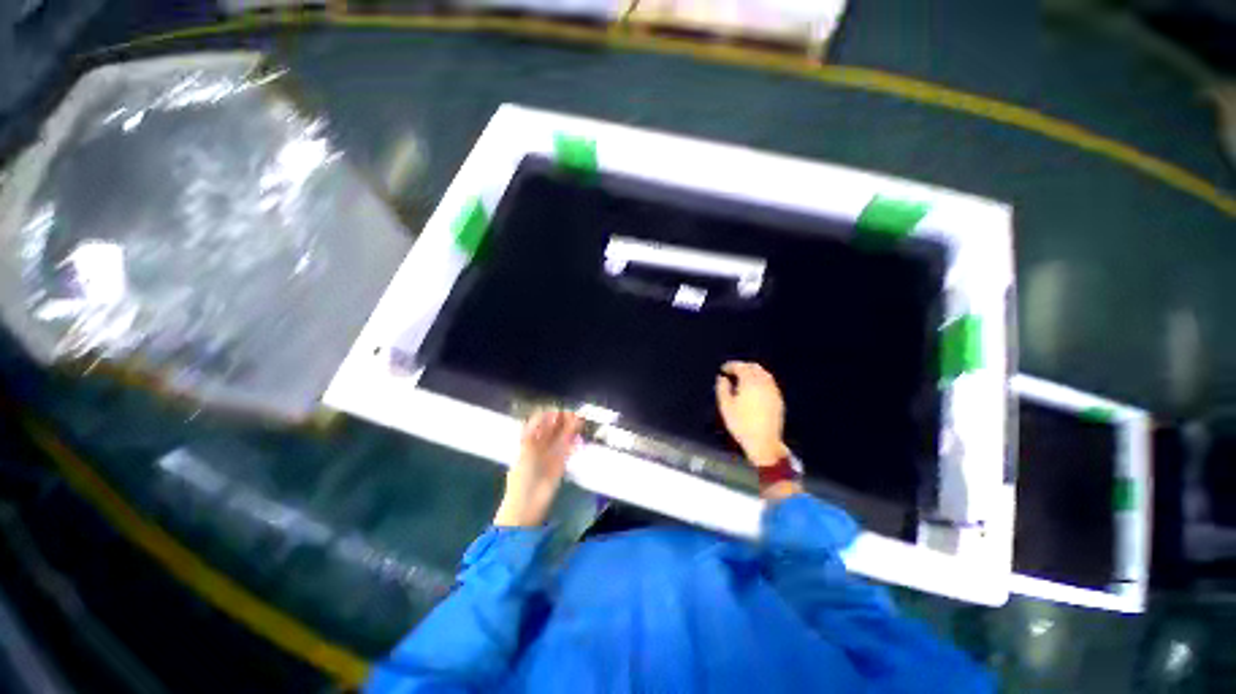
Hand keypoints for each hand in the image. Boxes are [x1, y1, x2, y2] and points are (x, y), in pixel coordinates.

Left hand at [494, 410, 582, 526]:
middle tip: (573, 413)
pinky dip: (574, 440)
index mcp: (528, 440)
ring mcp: (551, 453)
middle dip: (562, 420)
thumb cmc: (522, 476)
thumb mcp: (525, 450)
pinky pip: (568, 448)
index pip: (539, 422)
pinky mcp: (560, 463)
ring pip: (562, 436)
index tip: (558, 410)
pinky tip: (579, 435)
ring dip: (570, 428)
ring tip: (579, 420)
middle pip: (553, 428)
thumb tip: (545, 414)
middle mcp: (540, 445)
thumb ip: (535, 432)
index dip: (549, 415)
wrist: (527, 504)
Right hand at [715, 361, 788, 467]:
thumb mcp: (725, 406)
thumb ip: (722, 388)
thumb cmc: (741, 424)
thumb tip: (722, 378)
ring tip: (742, 379)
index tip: (723, 369)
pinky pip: (769, 382)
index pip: (741, 367)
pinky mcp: (778, 399)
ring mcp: (773, 391)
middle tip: (732, 371)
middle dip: (743, 366)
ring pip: (764, 374)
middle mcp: (764, 383)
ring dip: (753, 372)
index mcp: (750, 382)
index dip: (731, 365)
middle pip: (754, 367)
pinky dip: (761, 380)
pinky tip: (754, 388)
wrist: (764, 442)